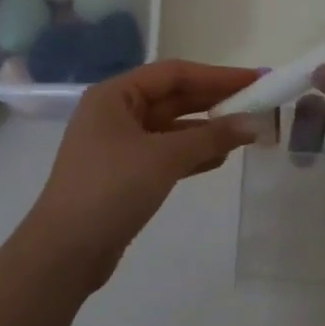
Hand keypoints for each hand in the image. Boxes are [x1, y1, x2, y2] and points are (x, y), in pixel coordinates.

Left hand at [26, 60, 260, 288]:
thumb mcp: (164, 157)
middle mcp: (115, 113)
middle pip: (174, 98)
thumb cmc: (111, 189)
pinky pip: (166, 153)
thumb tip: (253, 123)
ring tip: (247, 131)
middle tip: (258, 102)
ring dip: (207, 129)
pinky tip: (221, 158)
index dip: (218, 75)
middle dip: (215, 101)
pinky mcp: (125, 174)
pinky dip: (193, 154)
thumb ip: (211, 137)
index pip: (175, 74)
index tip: (256, 79)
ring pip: (172, 128)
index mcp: (115, 96)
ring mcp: (119, 145)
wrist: (66, 251)